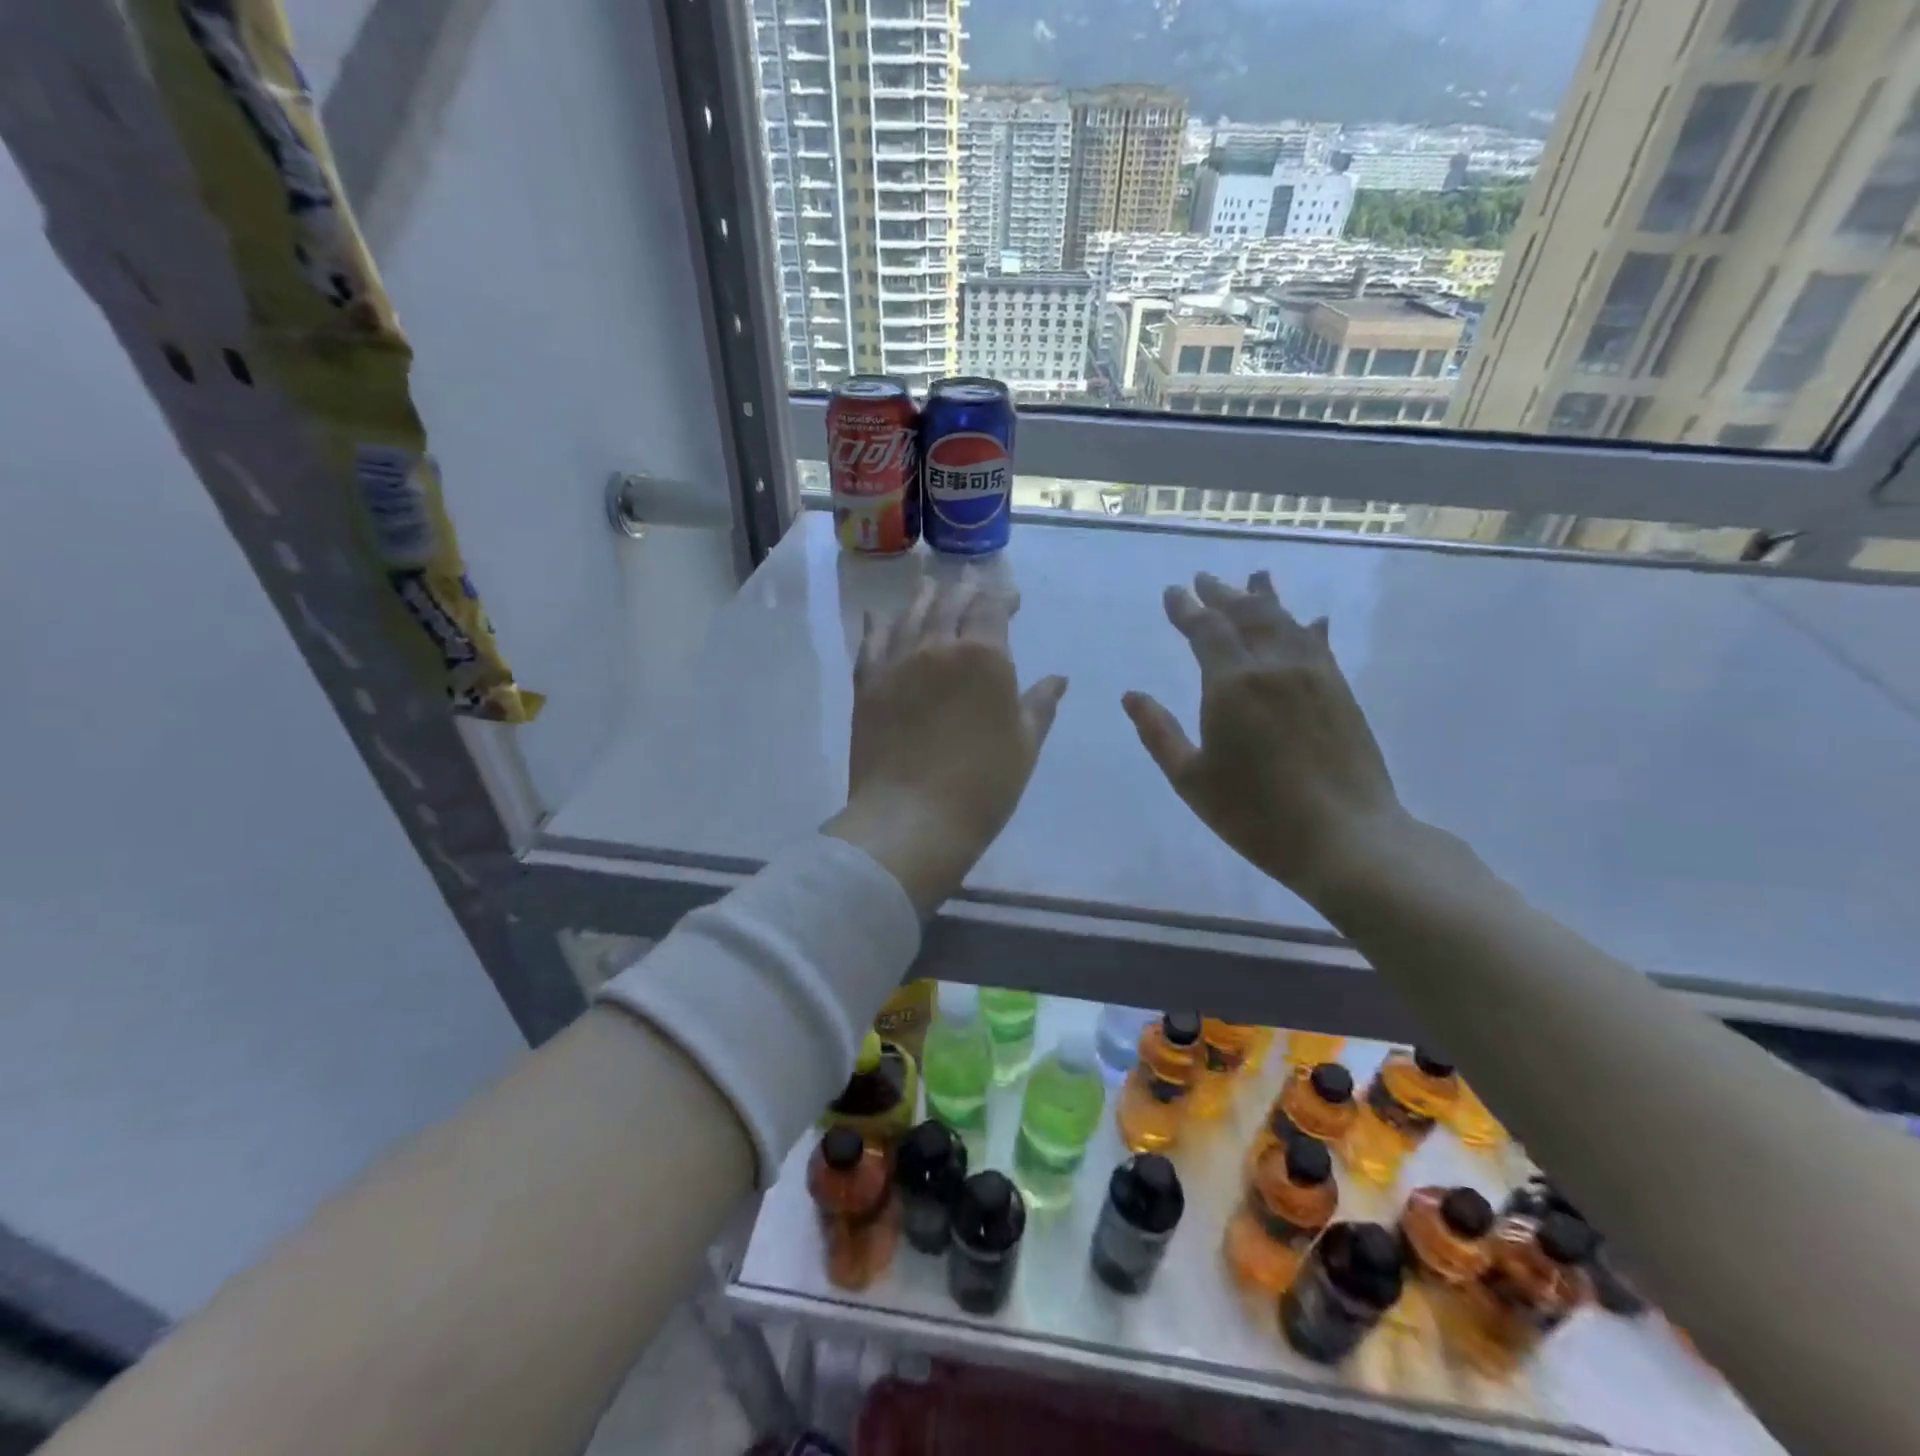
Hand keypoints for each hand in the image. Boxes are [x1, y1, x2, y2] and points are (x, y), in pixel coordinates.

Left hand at [825, 579, 1068, 916]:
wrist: (911, 818)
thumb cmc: (982, 786)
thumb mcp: (1024, 745)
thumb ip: (1039, 705)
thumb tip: (1058, 679)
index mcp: (984, 657)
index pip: (991, 609)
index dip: (1001, 598)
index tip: (1011, 599)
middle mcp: (938, 647)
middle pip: (950, 603)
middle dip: (964, 589)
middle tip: (970, 579)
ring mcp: (898, 663)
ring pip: (910, 615)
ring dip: (923, 597)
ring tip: (930, 584)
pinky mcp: (868, 685)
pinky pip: (872, 644)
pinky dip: (878, 625)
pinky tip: (878, 616)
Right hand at [1122, 571, 1409, 906]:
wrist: (1345, 837)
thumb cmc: (1255, 815)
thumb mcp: (1191, 780)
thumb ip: (1159, 733)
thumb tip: (1132, 695)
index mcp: (1232, 685)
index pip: (1206, 630)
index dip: (1187, 609)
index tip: (1173, 592)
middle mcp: (1274, 666)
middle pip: (1247, 615)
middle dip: (1222, 594)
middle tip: (1205, 579)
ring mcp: (1313, 675)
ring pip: (1285, 622)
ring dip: (1265, 598)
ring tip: (1254, 578)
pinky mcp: (1340, 690)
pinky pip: (1319, 644)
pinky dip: (1307, 626)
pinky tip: (1311, 619)